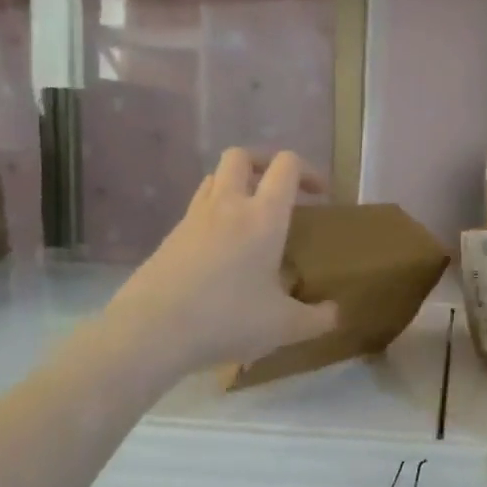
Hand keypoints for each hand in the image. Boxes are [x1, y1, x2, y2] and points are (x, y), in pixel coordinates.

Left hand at [102, 148, 337, 380]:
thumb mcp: (284, 327)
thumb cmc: (227, 319)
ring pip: (214, 179)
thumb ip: (316, 319)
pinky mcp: (170, 238)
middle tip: (279, 192)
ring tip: (250, 217)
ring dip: (236, 185)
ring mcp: (193, 219)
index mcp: (262, 216)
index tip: (320, 195)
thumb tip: (335, 312)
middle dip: (264, 164)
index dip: (308, 171)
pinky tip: (221, 251)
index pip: (286, 166)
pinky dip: (214, 215)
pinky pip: (197, 210)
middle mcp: (227, 205)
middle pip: (241, 156)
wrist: (152, 330)